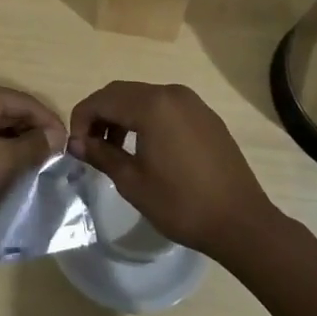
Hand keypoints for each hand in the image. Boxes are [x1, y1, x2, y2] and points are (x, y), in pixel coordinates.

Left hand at [0, 78, 65, 232]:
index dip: (49, 124)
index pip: (25, 102)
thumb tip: (56, 136)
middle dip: (33, 135)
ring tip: (36, 168)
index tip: (69, 148)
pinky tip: (9, 170)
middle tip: (54, 162)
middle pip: (10, 111)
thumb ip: (31, 147)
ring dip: (15, 145)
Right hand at [67, 81, 277, 260]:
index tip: (75, 146)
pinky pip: (165, 107)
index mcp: (152, 105)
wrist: (242, 222)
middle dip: (100, 115)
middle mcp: (171, 93)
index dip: (81, 119)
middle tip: (89, 146)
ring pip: (143, 98)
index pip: (102, 99)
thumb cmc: (182, 204)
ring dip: (122, 116)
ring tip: (114, 149)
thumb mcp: (133, 182)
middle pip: (122, 93)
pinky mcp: (205, 116)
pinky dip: (146, 119)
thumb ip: (101, 155)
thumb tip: (76, 143)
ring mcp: (192, 102)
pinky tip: (145, 148)